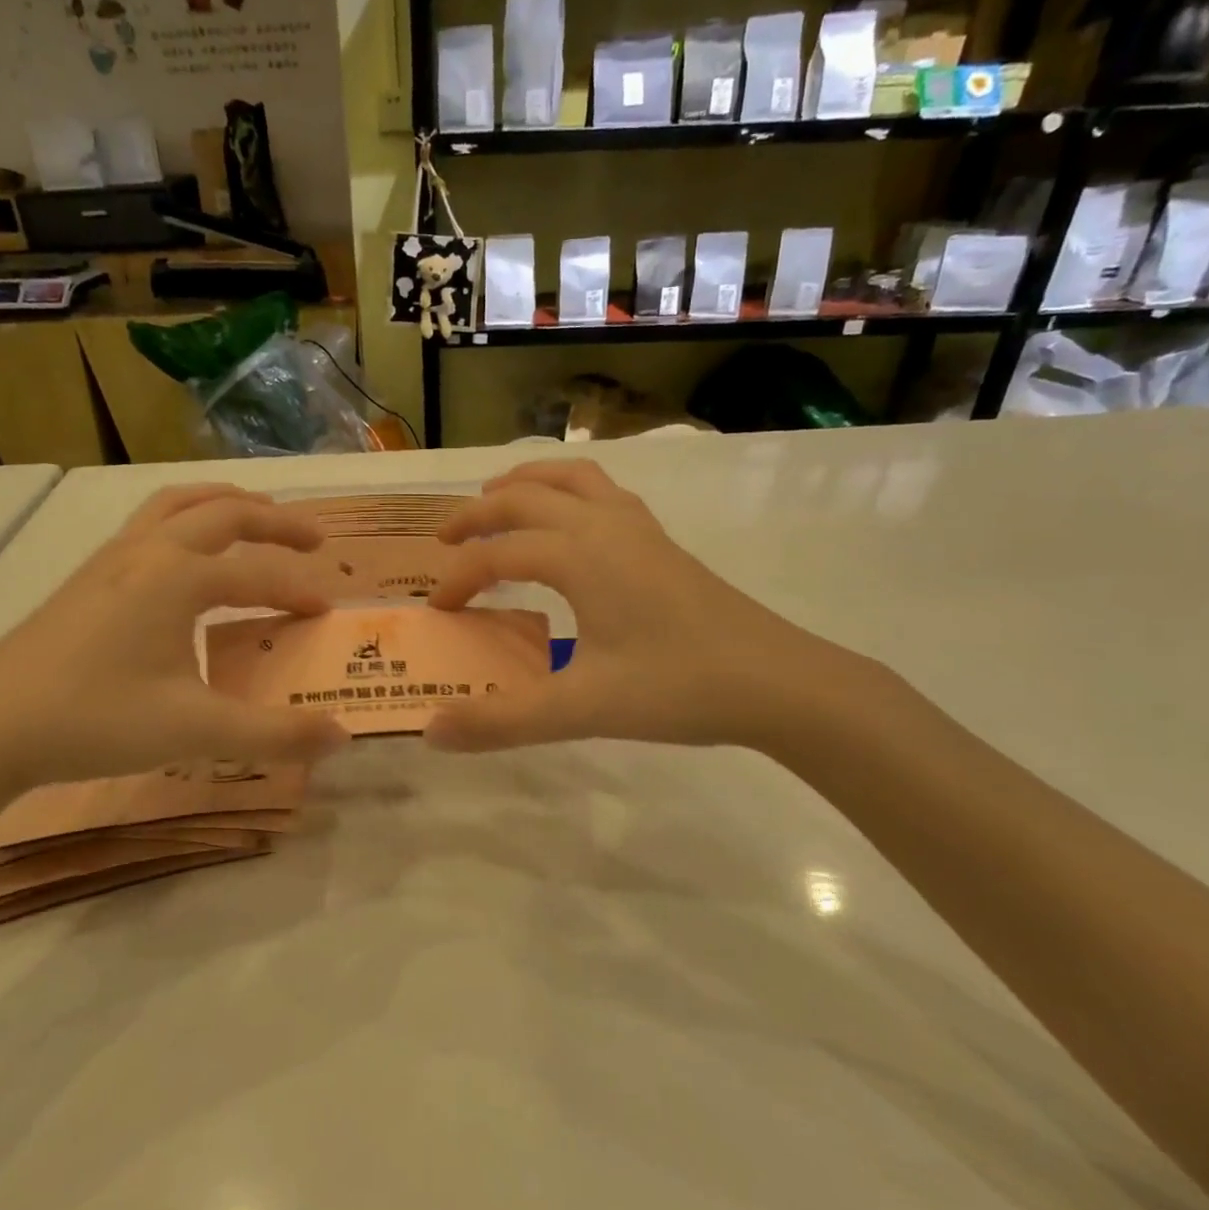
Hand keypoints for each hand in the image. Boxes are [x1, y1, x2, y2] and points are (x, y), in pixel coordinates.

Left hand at [0, 485, 348, 790]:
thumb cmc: (95, 720)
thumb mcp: (196, 731)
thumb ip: (274, 734)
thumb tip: (342, 738)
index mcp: (178, 577)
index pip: (258, 574)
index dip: (299, 590)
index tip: (329, 611)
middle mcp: (147, 552)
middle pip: (223, 513)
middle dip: (274, 521)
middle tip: (314, 538)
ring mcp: (110, 559)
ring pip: (177, 505)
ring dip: (225, 505)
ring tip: (255, 518)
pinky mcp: (86, 578)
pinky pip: (148, 524)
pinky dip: (186, 520)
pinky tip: (185, 557)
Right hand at [425, 460, 872, 753]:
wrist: (777, 682)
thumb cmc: (677, 688)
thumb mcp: (581, 709)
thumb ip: (502, 720)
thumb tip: (431, 731)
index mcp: (580, 555)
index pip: (498, 554)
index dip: (459, 579)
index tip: (438, 611)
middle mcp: (604, 525)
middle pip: (525, 497)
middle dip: (478, 514)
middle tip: (443, 540)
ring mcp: (639, 528)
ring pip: (570, 479)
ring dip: (525, 484)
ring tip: (497, 501)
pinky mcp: (662, 542)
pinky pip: (603, 493)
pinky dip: (569, 491)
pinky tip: (570, 523)